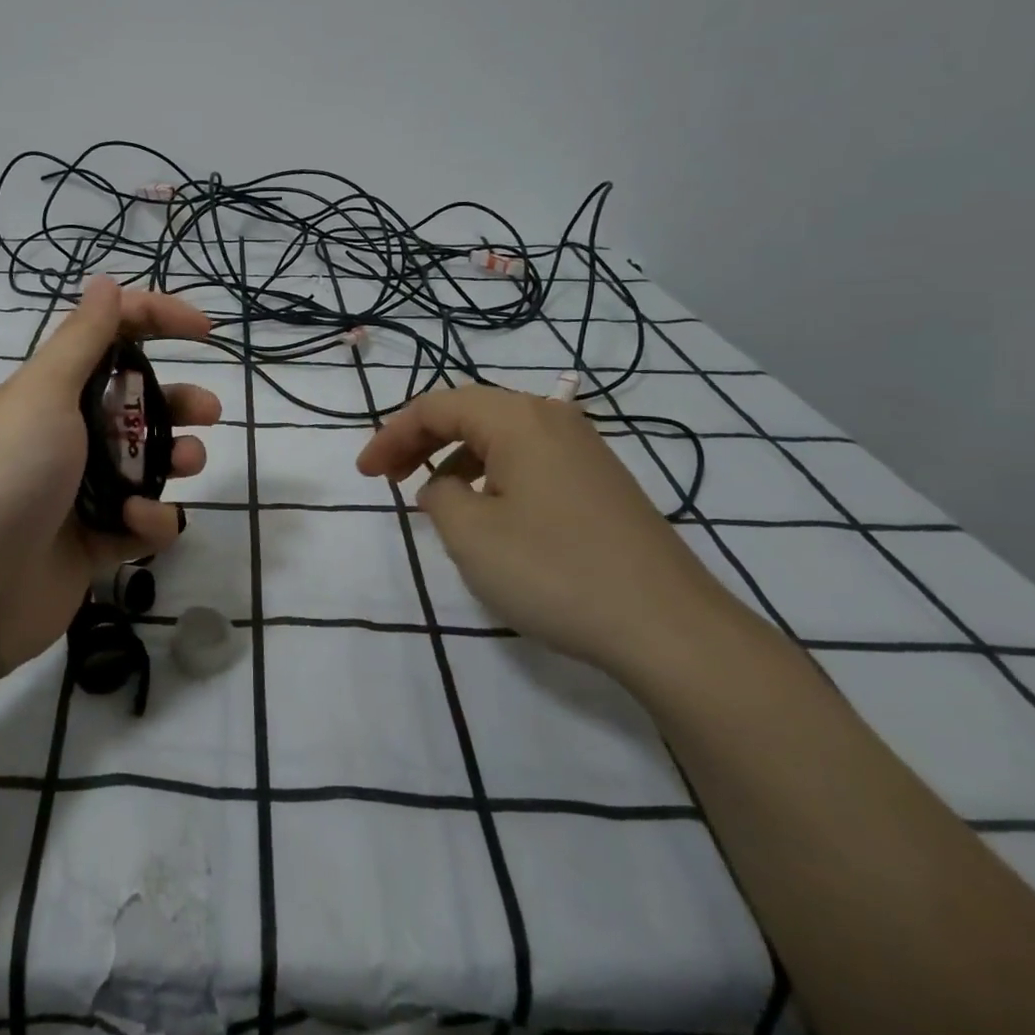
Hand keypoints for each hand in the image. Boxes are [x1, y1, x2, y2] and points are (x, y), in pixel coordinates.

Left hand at [0, 275, 220, 673]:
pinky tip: (138, 524)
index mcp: (48, 393)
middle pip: (133, 405)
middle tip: (209, 412)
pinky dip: (148, 520)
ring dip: (172, 458)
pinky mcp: (92, 543)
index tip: (204, 330)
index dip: (155, 322)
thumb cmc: (6, 474)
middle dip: (176, 401)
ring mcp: (79, 492)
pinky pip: (138, 522)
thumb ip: (82, 339)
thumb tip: (105, 280)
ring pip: (144, 464)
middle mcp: (64, 436)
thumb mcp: (43, 394)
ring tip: (188, 463)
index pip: (108, 338)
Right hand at [356, 384, 736, 676]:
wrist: (669, 628)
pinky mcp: (600, 484)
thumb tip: (447, 486)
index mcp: (518, 418)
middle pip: (469, 413)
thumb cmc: (555, 571)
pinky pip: (528, 461)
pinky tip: (489, 515)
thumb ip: (438, 496)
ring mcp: (584, 450)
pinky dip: (491, 476)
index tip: (365, 475)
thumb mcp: (470, 534)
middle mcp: (553, 420)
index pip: (436, 406)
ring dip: (455, 459)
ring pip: (500, 437)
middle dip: (420, 441)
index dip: (391, 435)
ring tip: (434, 499)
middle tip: (387, 479)